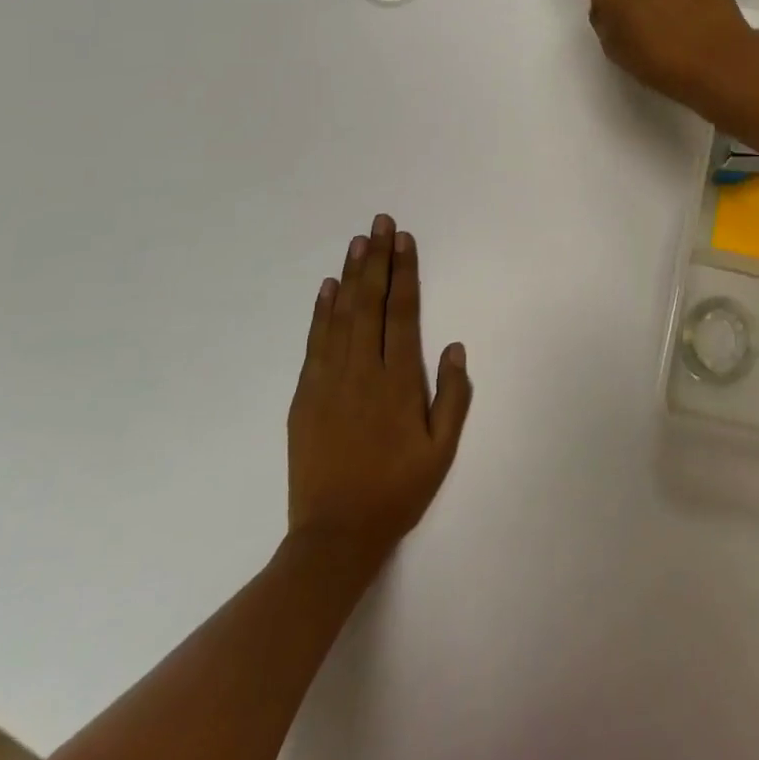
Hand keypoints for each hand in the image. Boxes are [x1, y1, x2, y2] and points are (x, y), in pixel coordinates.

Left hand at [287, 215, 471, 565]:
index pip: (401, 312)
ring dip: (349, 275)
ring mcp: (328, 381)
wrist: (334, 536)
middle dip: (376, 259)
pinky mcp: (304, 396)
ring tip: (357, 241)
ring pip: (340, 315)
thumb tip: (454, 346)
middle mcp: (362, 371)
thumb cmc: (396, 491)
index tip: (404, 240)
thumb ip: (452, 396)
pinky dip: (320, 312)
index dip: (404, 272)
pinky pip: (314, 342)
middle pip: (369, 302)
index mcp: (398, 381)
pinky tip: (326, 288)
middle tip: (380, 222)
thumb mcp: (441, 450)